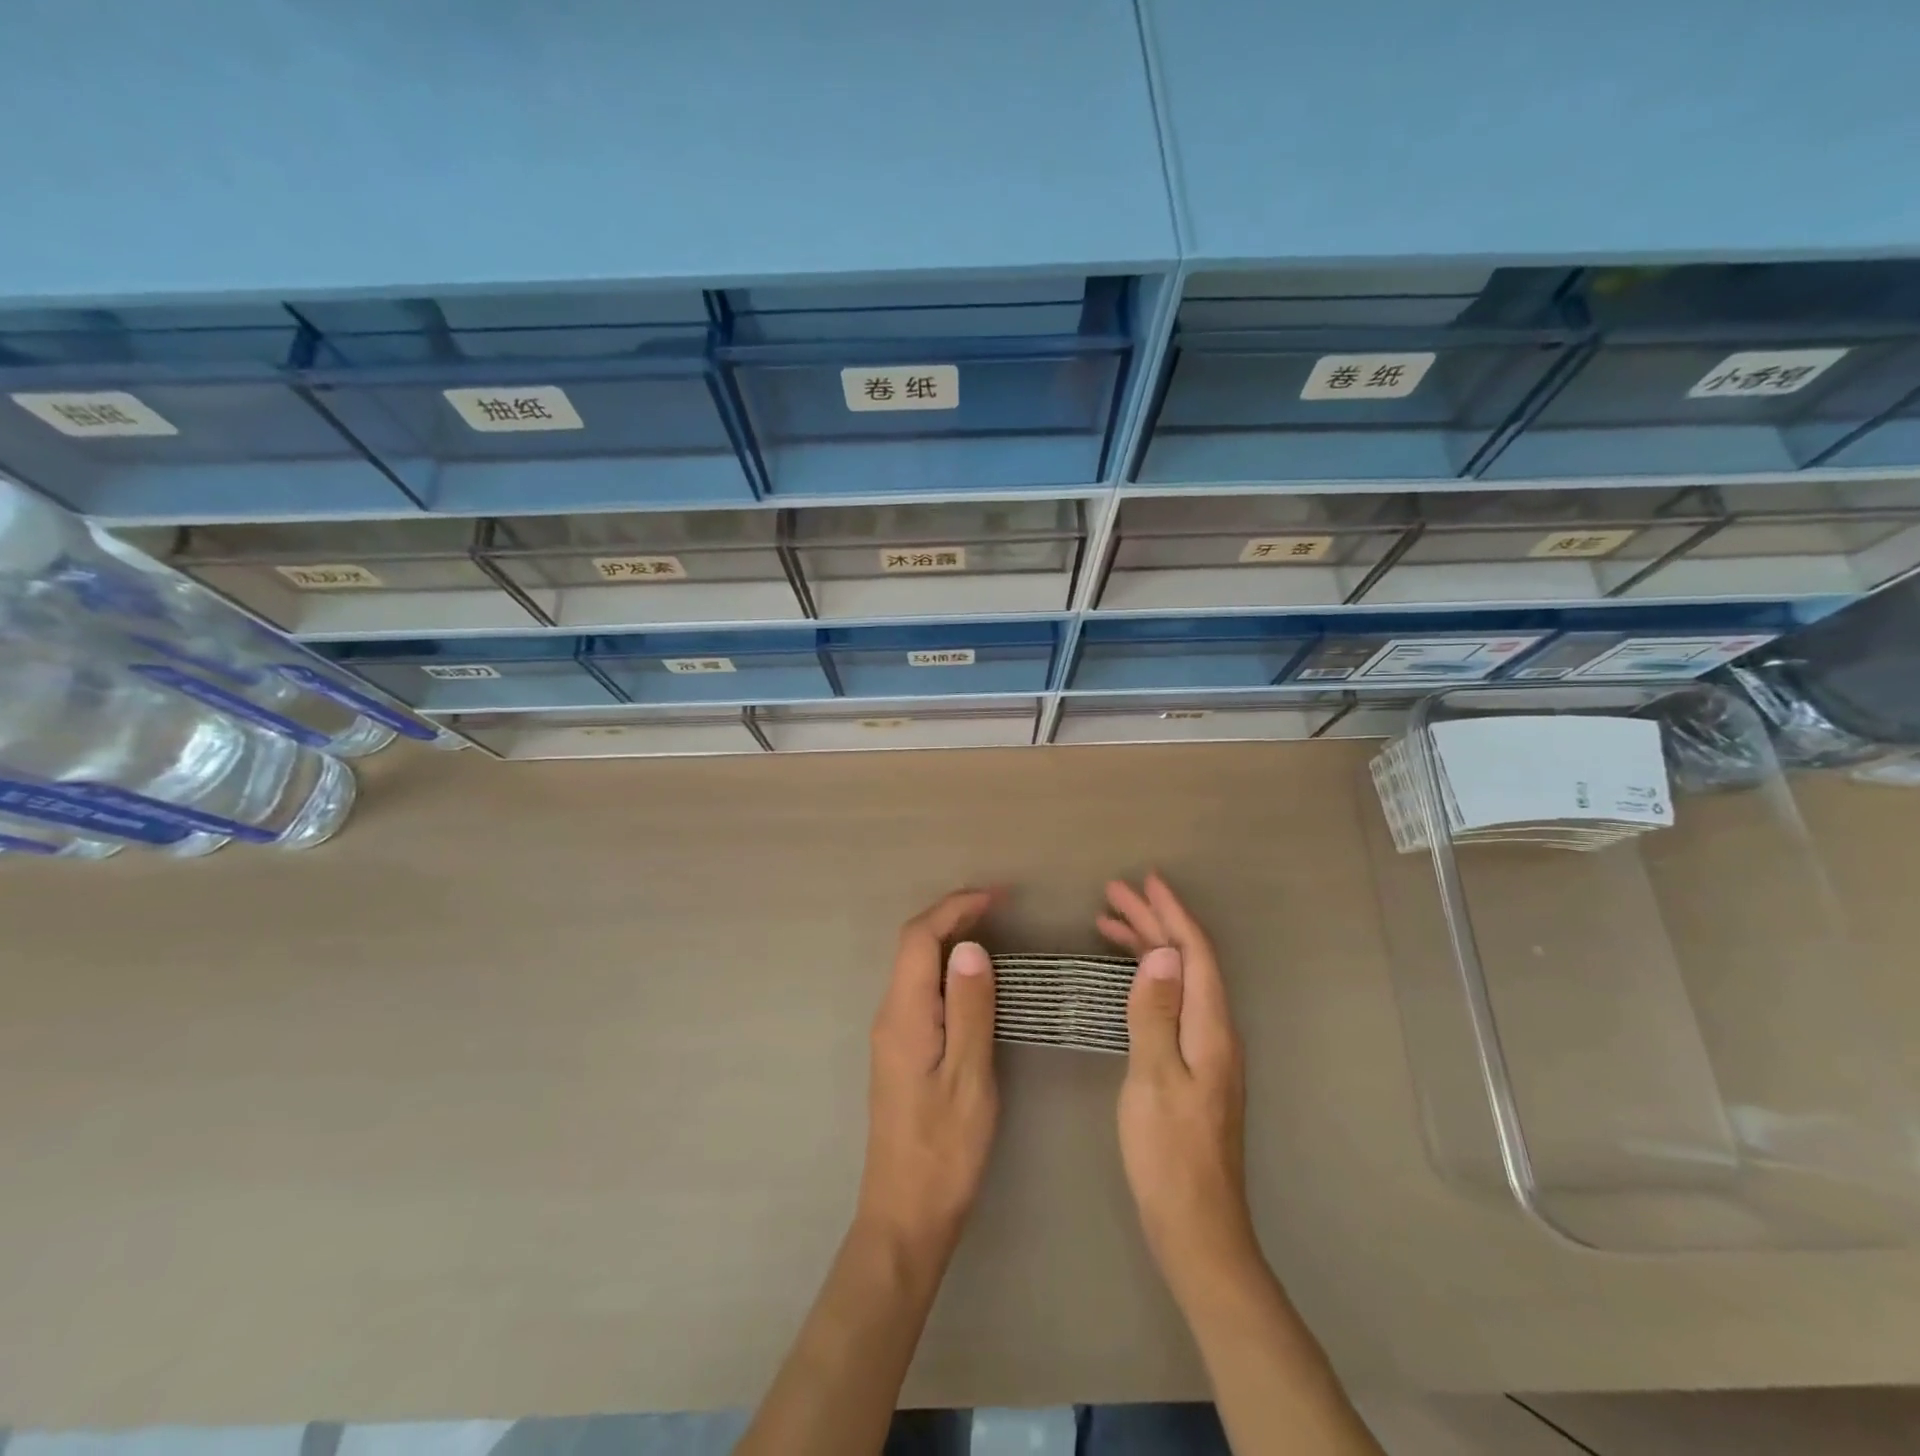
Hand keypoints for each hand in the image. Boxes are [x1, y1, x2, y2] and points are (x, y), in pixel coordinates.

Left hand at [855, 888, 999, 1260]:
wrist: (906, 1215)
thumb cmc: (945, 1150)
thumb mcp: (969, 1077)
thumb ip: (969, 1009)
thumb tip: (969, 947)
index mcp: (903, 1015)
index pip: (919, 939)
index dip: (954, 909)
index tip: (997, 897)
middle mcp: (889, 1015)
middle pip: (913, 946)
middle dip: (952, 916)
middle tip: (1000, 907)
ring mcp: (892, 1034)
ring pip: (915, 967)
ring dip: (949, 940)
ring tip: (993, 930)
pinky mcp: (901, 1051)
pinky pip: (920, 989)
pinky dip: (946, 968)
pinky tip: (973, 978)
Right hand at [1098, 873, 1258, 1302]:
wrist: (1197, 1227)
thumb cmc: (1169, 1152)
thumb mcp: (1153, 1077)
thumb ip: (1156, 1013)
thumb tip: (1161, 954)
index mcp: (1211, 1028)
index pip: (1195, 954)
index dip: (1171, 914)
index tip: (1145, 881)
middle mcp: (1216, 1031)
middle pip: (1187, 962)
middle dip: (1154, 922)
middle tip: (1114, 895)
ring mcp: (1207, 1050)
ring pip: (1179, 980)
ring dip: (1149, 947)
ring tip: (1109, 924)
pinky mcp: (1195, 1066)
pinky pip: (1173, 1002)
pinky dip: (1148, 978)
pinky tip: (1127, 978)